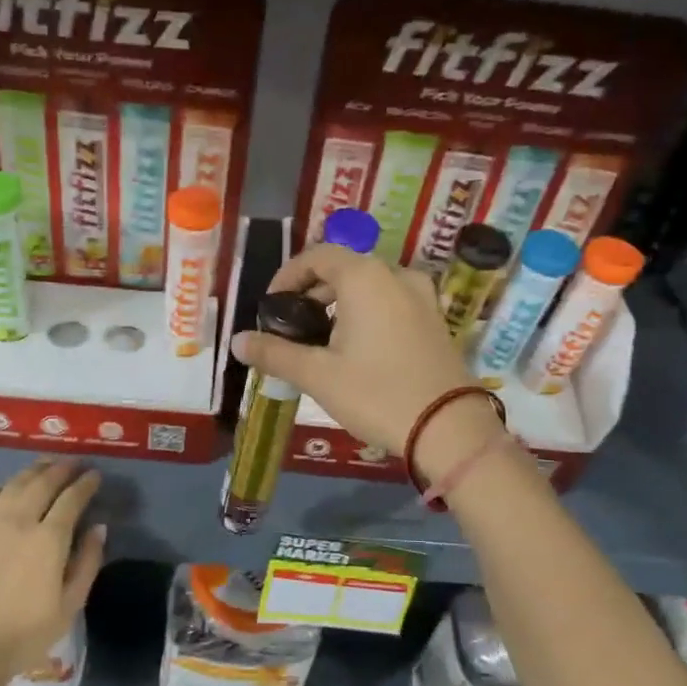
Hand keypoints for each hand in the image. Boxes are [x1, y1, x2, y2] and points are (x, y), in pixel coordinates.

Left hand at [0, 459, 105, 684]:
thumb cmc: (25, 635)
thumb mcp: (69, 605)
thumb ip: (87, 562)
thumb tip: (98, 528)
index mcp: (49, 539)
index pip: (72, 499)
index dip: (86, 483)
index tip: (95, 475)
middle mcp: (19, 522)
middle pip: (42, 483)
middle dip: (61, 469)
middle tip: (73, 463)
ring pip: (13, 486)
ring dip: (31, 472)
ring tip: (44, 465)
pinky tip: (3, 490)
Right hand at [230, 244, 492, 467]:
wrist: (449, 429)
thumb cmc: (376, 394)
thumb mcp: (317, 375)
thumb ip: (274, 353)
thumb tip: (238, 341)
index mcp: (365, 277)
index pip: (317, 256)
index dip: (288, 276)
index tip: (271, 307)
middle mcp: (396, 275)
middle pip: (344, 268)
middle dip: (311, 292)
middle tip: (290, 327)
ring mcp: (422, 297)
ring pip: (369, 286)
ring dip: (338, 304)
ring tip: (319, 341)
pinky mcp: (434, 320)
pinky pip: (390, 302)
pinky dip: (365, 313)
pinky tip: (354, 349)